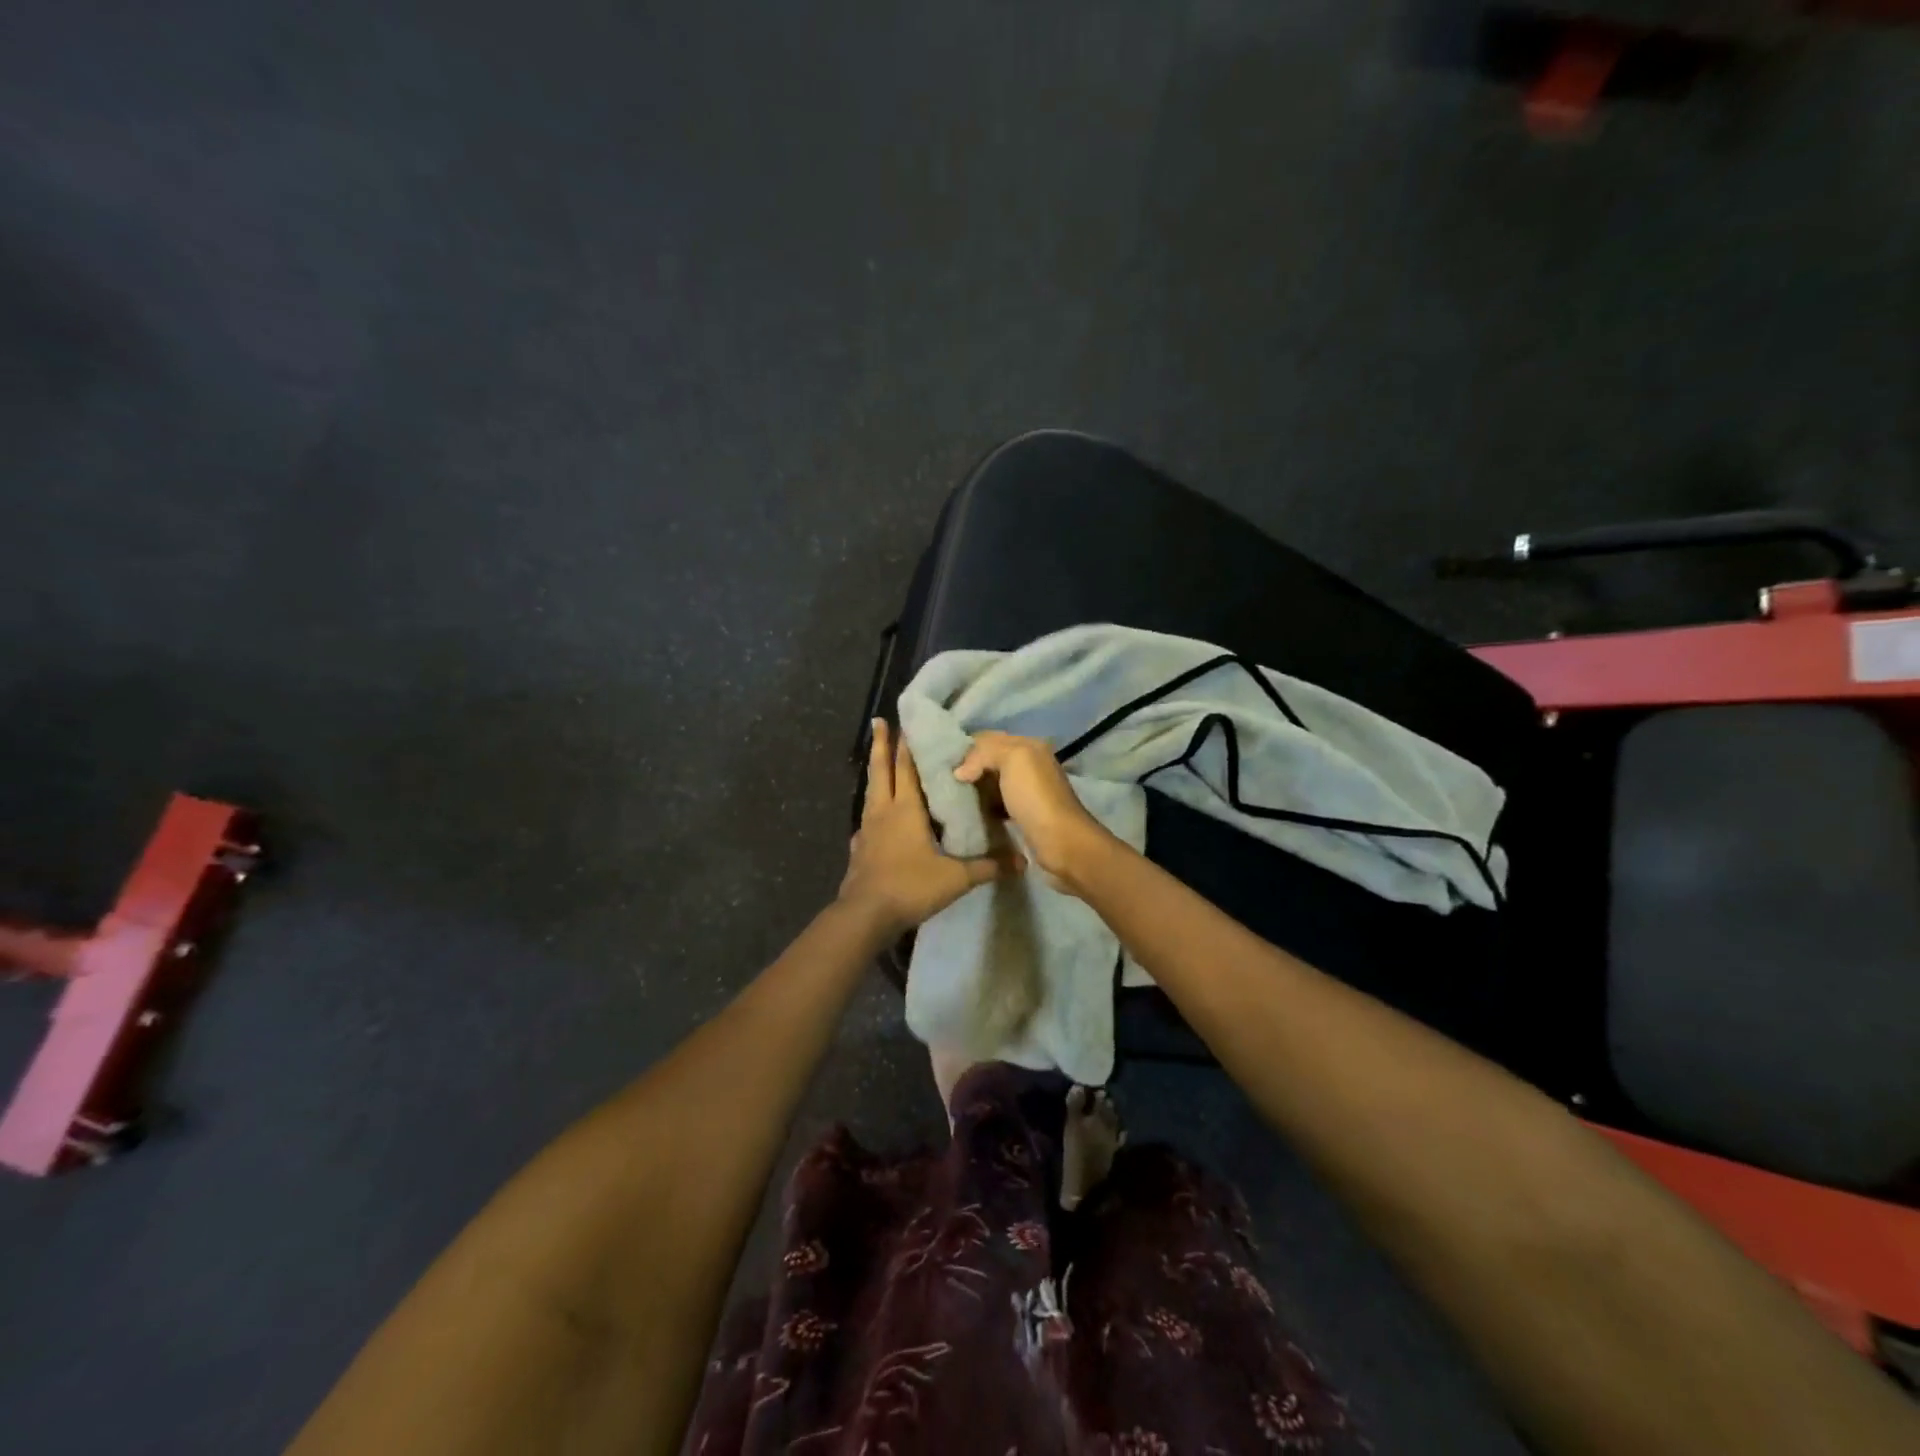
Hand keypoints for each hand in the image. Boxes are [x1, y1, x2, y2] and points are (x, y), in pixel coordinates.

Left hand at [839, 720, 1018, 935]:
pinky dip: (872, 812)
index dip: (907, 745)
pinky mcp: (859, 850)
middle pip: (881, 771)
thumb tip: (1022, 861)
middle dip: (880, 745)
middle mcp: (883, 812)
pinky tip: (874, 821)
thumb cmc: (910, 886)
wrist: (865, 915)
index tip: (905, 722)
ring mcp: (867, 831)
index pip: (907, 768)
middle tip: (878, 722)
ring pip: (871, 793)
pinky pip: (867, 822)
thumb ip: (988, 867)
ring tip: (879, 763)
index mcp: (905, 810)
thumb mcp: (956, 878)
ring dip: (876, 774)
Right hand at [953, 731, 1114, 891]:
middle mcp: (1029, 764)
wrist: (1061, 842)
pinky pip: (996, 803)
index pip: (989, 738)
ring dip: (974, 789)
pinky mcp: (1022, 814)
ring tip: (951, 797)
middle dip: (968, 768)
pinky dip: (983, 806)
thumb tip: (960, 771)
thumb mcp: (1013, 759)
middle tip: (943, 782)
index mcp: (1029, 746)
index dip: (966, 748)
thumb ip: (984, 753)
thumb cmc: (1035, 797)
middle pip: (990, 760)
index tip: (943, 763)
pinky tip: (969, 813)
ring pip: (992, 782)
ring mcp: (1026, 790)